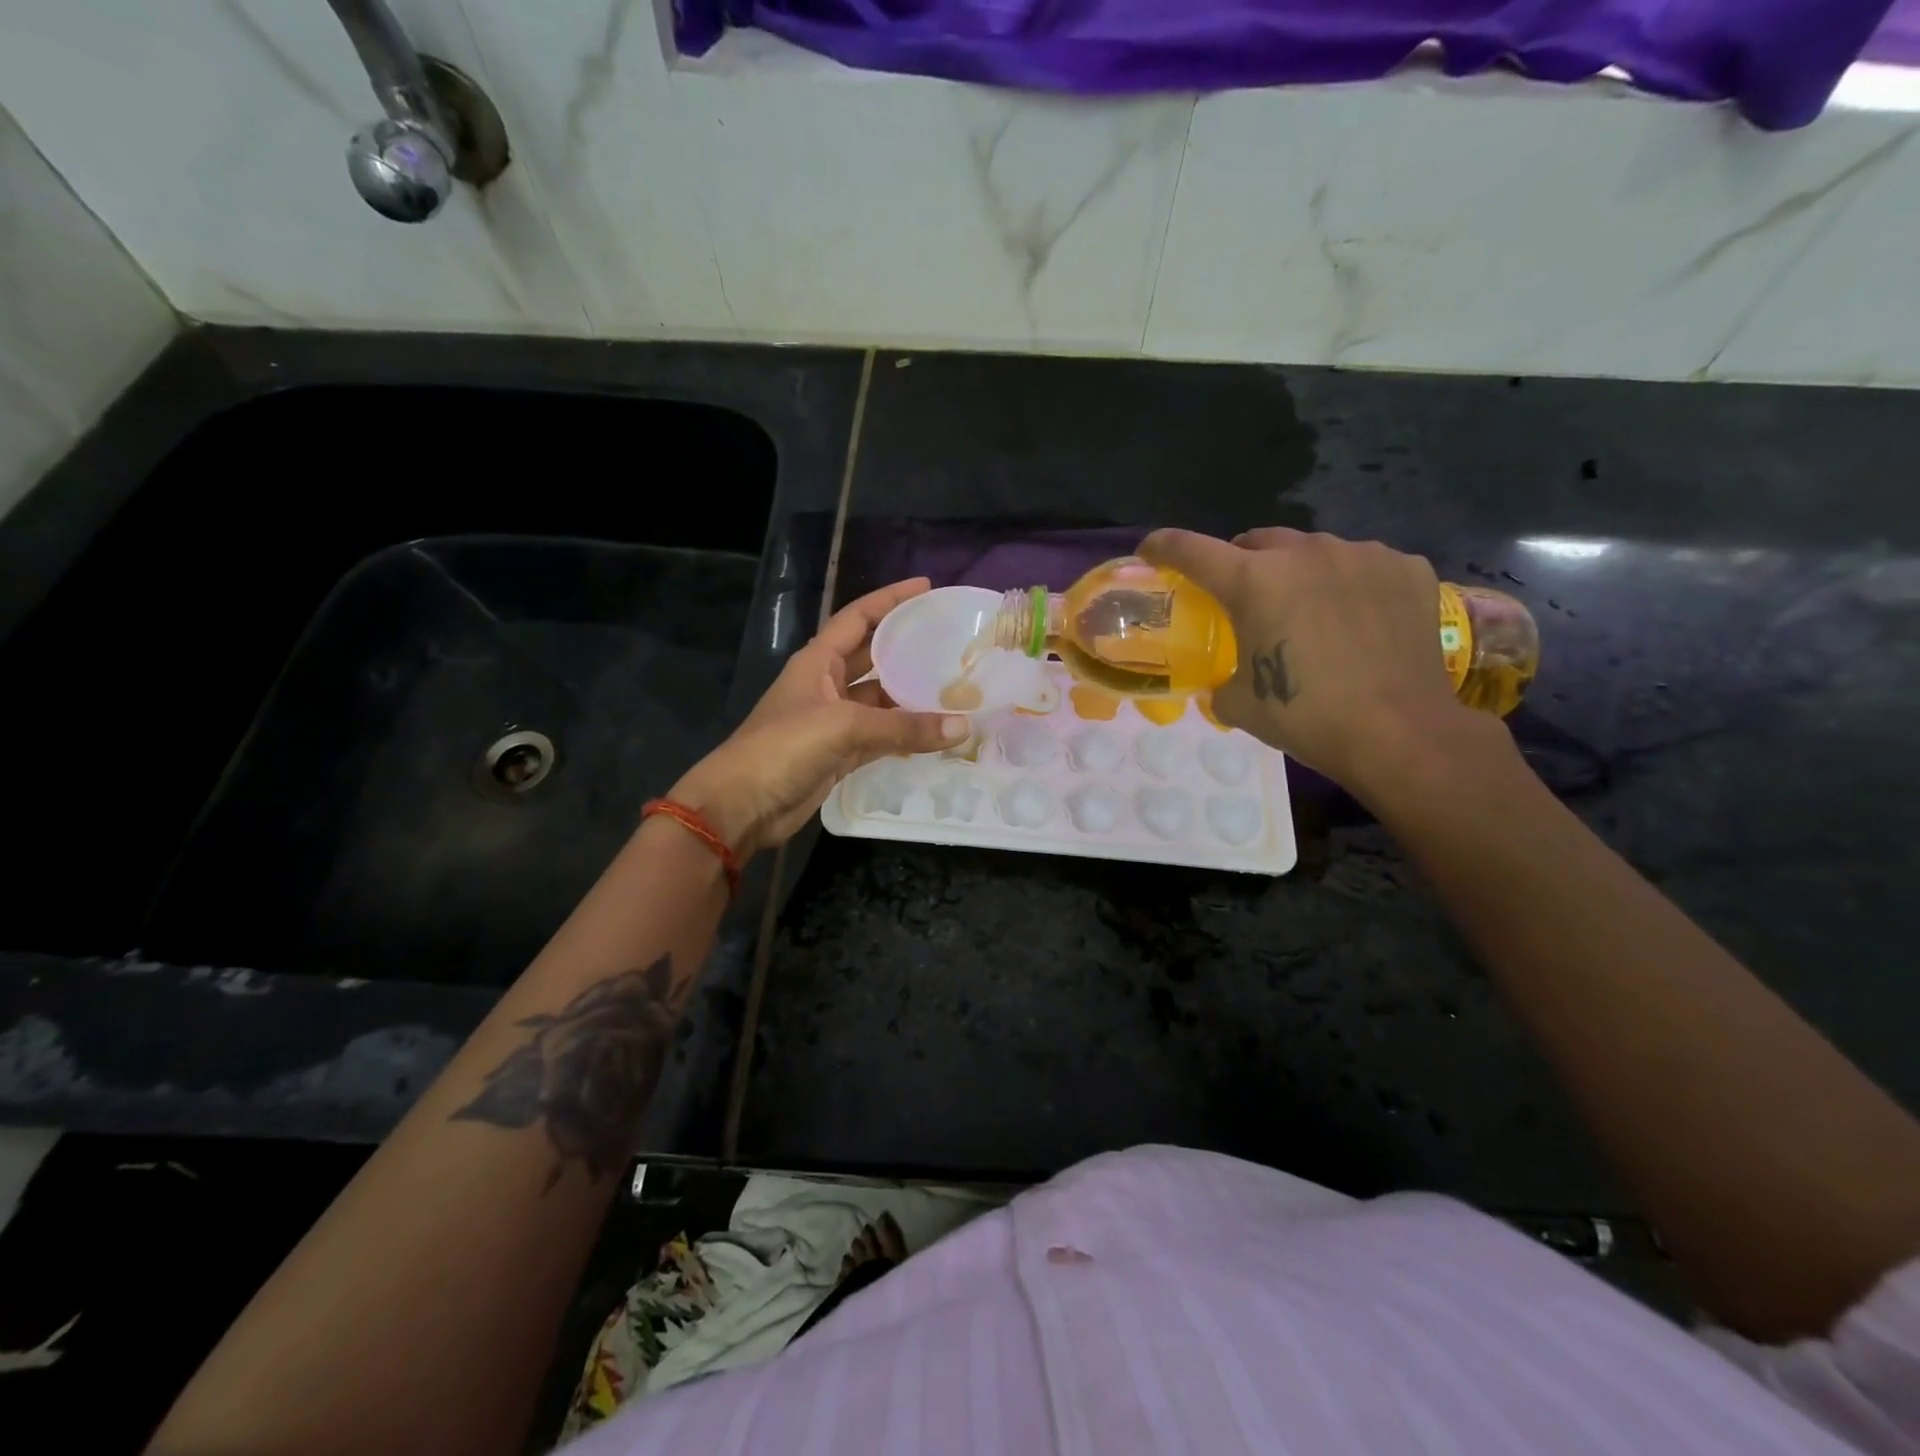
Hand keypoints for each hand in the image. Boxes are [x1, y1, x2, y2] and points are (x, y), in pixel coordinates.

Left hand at [667, 579, 967, 857]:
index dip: (890, 600)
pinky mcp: (839, 754)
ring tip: (954, 688)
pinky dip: (904, 736)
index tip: (926, 588)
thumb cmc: (783, 748)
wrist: (742, 805)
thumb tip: (962, 727)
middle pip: (872, 657)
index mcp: (817, 661)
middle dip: (906, 647)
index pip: (858, 618)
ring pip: (880, 701)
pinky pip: (880, 737)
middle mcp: (826, 684)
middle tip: (950, 641)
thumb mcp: (844, 727)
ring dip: (911, 697)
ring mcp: (833, 721)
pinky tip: (936, 733)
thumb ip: (904, 727)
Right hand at [1139, 527, 1479, 790]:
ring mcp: (1362, 555)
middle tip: (1245, 597)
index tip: (1150, 551)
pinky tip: (1359, 619)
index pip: (1191, 549)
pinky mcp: (1407, 568)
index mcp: (1253, 581)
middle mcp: (1305, 553)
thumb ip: (1221, 679)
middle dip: (1242, 563)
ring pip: (1314, 550)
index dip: (1163, 547)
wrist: (1400, 733)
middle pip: (1257, 541)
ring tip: (1310, 611)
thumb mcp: (1240, 704)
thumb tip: (1224, 682)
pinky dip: (1351, 584)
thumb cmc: (1307, 718)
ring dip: (1300, 572)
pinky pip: (1364, 565)